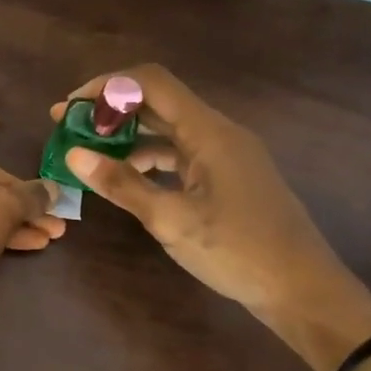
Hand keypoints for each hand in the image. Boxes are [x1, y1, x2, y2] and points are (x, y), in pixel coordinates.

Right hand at [54, 64, 370, 370]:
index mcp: (209, 131)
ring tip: (90, 156)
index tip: (70, 107)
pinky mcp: (229, 177)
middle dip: (111, 111)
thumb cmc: (237, 251)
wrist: (302, 288)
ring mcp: (227, 155)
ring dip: (128, 137)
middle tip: (68, 128)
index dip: (107, 86)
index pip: (151, 83)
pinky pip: (181, 154)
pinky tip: (128, 179)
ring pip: (169, 131)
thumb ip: (122, 184)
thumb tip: (74, 154)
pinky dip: (150, 159)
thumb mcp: (171, 220)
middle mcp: (219, 133)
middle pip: (158, 103)